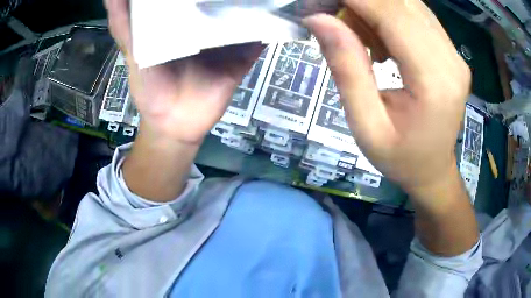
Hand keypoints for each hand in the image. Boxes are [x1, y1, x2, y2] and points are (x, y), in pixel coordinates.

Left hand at [104, 0, 262, 144]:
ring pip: (249, 8)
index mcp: (183, 14)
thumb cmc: (149, 84)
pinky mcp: (245, 52)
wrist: (175, 123)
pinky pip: (263, 33)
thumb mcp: (130, 48)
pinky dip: (276, 21)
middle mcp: (209, 18)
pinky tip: (286, 6)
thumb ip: (123, 21)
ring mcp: (230, 34)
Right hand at [304, 0, 470, 192]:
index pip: (392, 15)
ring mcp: (454, 54)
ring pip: (409, 4)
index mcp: (434, 81)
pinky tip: (377, 36)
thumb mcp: (365, 125)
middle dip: (361, 1)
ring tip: (354, 30)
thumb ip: (346, 69)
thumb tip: (319, 19)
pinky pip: (417, 15)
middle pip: (402, 3)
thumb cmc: (400, 158)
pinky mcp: (451, 52)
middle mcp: (451, 59)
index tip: (320, 1)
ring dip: (374, 6)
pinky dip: (389, 14)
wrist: (433, 170)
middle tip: (332, 15)